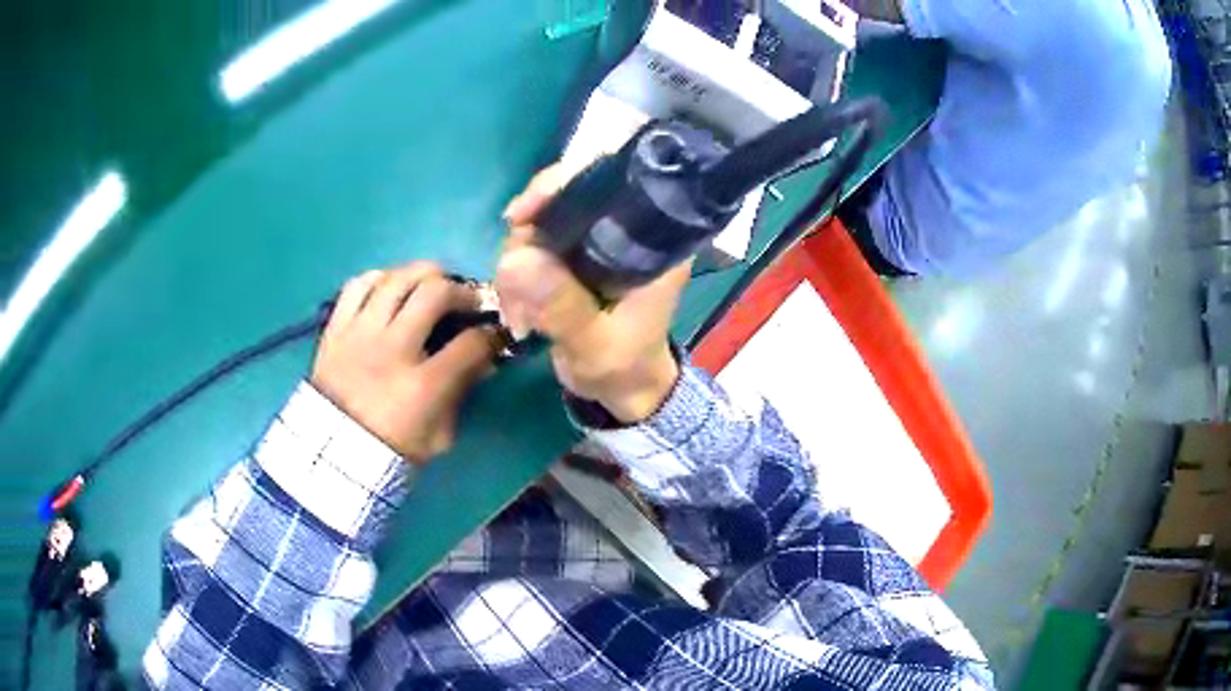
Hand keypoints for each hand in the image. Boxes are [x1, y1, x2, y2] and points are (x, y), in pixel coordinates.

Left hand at [311, 263, 498, 461]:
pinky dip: (381, 278)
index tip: (494, 334)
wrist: (332, 454)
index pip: (470, 343)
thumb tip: (484, 361)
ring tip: (433, 285)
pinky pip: (359, 285)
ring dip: (424, 275)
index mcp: (422, 386)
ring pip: (397, 279)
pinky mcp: (336, 328)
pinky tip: (392, 287)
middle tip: (467, 301)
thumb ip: (461, 395)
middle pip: (435, 293)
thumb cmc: (391, 450)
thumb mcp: (438, 437)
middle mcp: (392, 349)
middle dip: (462, 291)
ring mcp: (360, 334)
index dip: (490, 334)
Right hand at [497, 166, 686, 422]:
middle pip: (566, 196)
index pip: (612, 181)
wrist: (624, 392)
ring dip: (516, 263)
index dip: (562, 185)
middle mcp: (627, 229)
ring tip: (520, 317)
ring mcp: (598, 241)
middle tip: (511, 283)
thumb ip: (563, 309)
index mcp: (654, 241)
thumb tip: (515, 259)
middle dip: (528, 236)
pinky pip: (533, 245)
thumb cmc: (624, 370)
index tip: (522, 217)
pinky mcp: (575, 257)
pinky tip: (518, 313)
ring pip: (542, 222)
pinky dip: (516, 274)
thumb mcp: (596, 348)